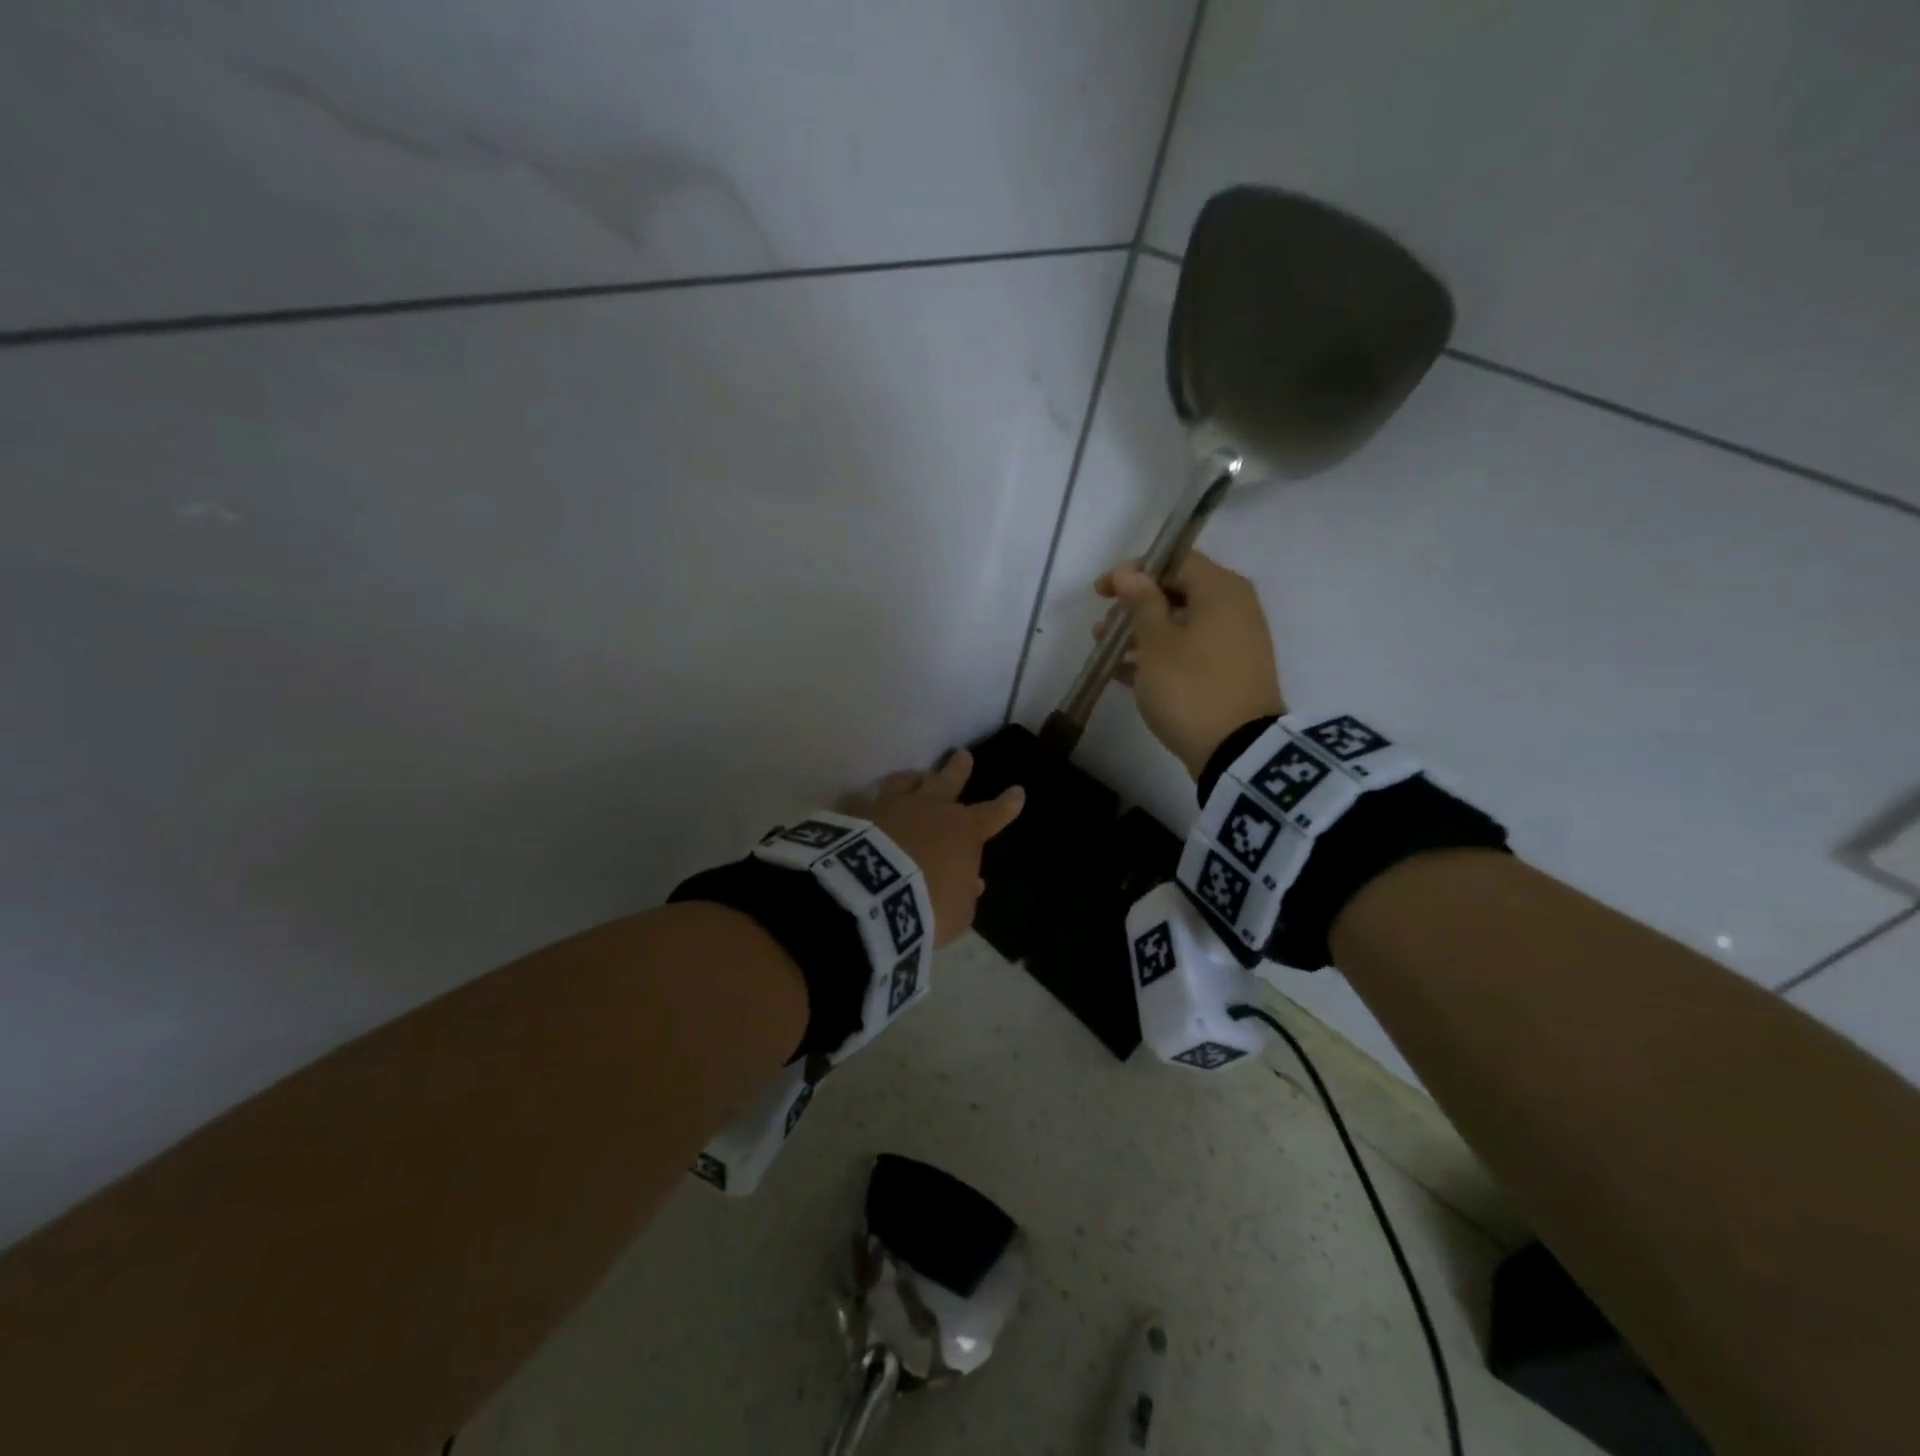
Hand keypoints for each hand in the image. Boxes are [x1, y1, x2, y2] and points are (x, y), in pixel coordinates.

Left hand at [849, 750, 1023, 946]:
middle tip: (962, 756)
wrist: (873, 894)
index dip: (1007, 805)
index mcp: (964, 832)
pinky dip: (871, 801)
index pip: (993, 815)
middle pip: (948, 782)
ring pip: (907, 782)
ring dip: (914, 778)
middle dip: (958, 769)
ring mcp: (893, 806)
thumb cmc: (928, 906)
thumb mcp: (958, 912)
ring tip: (915, 775)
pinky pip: (867, 800)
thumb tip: (972, 881)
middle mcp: (931, 809)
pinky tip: (866, 802)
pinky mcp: (859, 812)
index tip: (1017, 791)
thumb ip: (965, 893)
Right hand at [1095, 552, 1286, 778]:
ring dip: (1142, 634)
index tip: (1102, 592)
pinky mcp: (1230, 673)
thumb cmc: (1190, 687)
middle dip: (1135, 607)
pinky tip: (1125, 673)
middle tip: (1102, 627)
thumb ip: (1141, 602)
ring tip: (1106, 653)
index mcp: (1221, 590)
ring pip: (1181, 625)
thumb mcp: (1157, 642)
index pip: (1176, 560)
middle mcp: (1235, 608)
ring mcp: (1235, 642)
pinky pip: (1190, 651)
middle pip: (1177, 592)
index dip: (1135, 571)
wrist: (1238, 751)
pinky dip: (1159, 656)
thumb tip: (1130, 572)